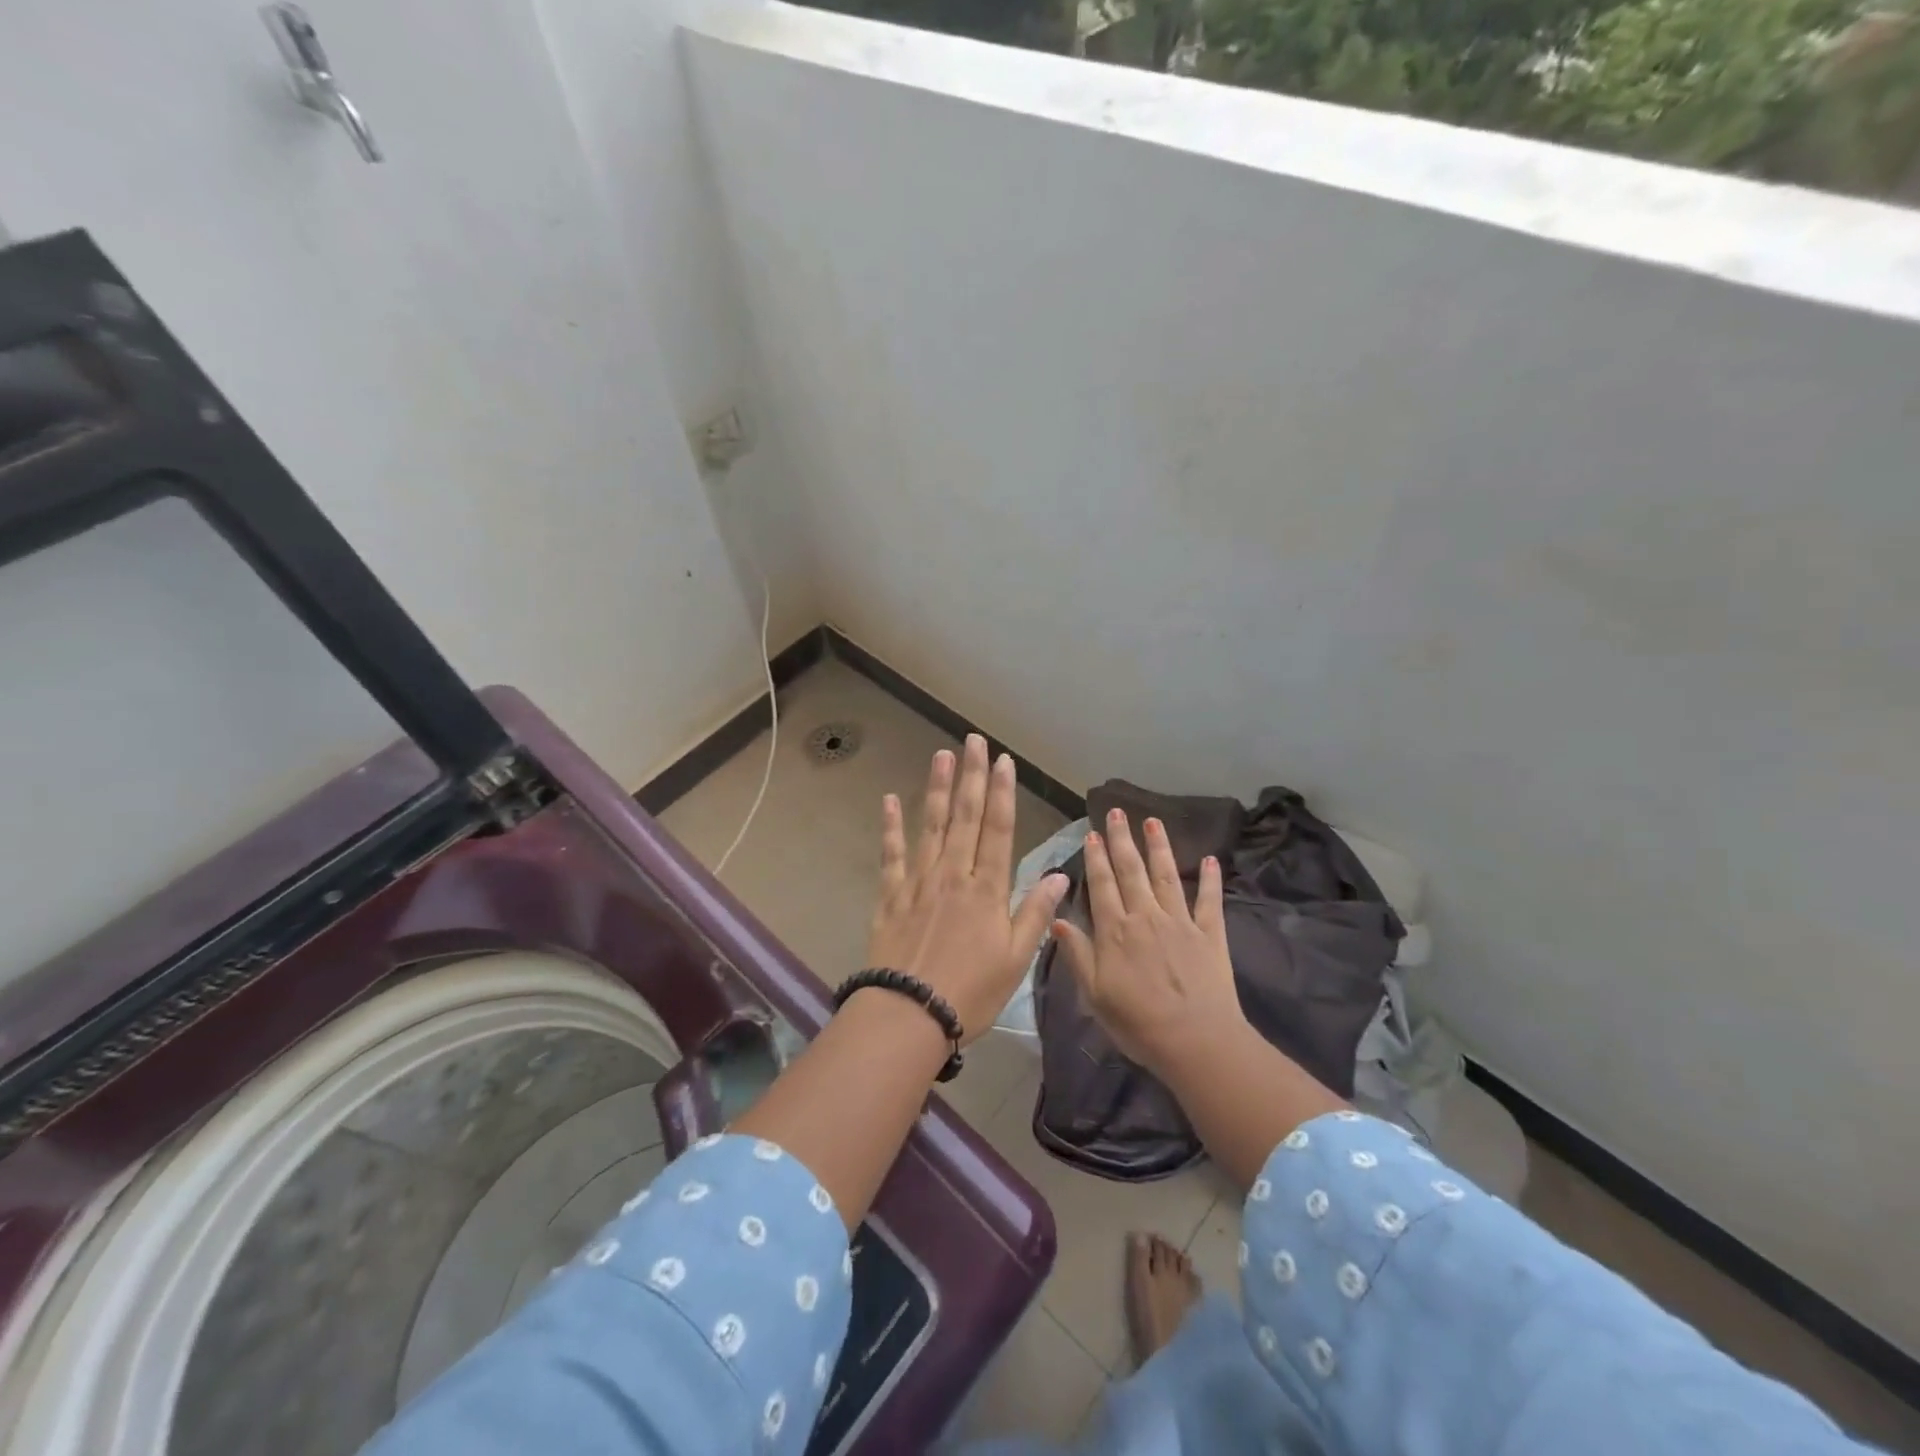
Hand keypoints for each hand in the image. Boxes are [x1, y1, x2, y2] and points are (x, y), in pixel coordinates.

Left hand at [866, 735, 1067, 1043]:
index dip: (1002, 793)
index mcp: (986, 889)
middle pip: (964, 817)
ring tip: (941, 755)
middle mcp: (953, 875)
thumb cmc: (970, 992)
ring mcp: (918, 881)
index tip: (1004, 761)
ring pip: (930, 826)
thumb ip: (1036, 913)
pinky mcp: (891, 895)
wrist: (909, 1014)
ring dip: (936, 788)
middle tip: (973, 741)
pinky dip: (891, 826)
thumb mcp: (1016, 959)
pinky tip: (889, 800)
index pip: (997, 829)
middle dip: (971, 776)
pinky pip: (891, 854)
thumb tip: (1062, 876)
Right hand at [1051, 809, 1247, 1077]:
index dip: (1096, 858)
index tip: (1092, 833)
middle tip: (1117, 811)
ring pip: (1167, 876)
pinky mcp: (1211, 935)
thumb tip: (1057, 918)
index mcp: (1116, 931)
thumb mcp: (1094, 994)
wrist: (1196, 1042)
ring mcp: (1181, 922)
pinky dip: (1210, 879)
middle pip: (1132, 871)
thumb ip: (1077, 954)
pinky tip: (1210, 859)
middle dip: (1122, 839)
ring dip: (1159, 847)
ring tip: (1153, 821)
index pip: (1103, 885)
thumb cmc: (1138, 1023)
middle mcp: (1147, 916)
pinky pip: (1210, 901)